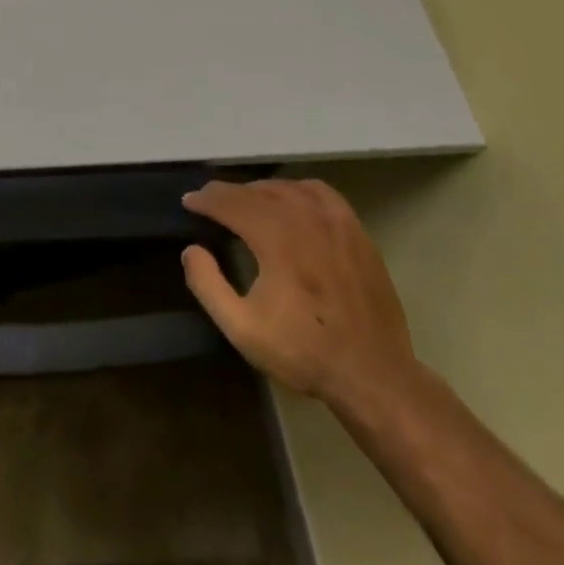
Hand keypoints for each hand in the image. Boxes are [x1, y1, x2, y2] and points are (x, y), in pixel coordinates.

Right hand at [181, 179, 417, 409]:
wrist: (375, 377)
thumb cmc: (304, 352)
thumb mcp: (242, 329)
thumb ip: (207, 285)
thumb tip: (192, 249)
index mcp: (276, 239)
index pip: (229, 202)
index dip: (204, 199)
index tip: (189, 203)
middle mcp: (304, 219)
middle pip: (255, 191)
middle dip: (227, 193)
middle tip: (210, 202)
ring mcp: (335, 222)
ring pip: (286, 187)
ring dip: (259, 190)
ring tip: (245, 204)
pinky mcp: (357, 232)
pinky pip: (320, 193)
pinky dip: (297, 190)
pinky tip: (290, 203)